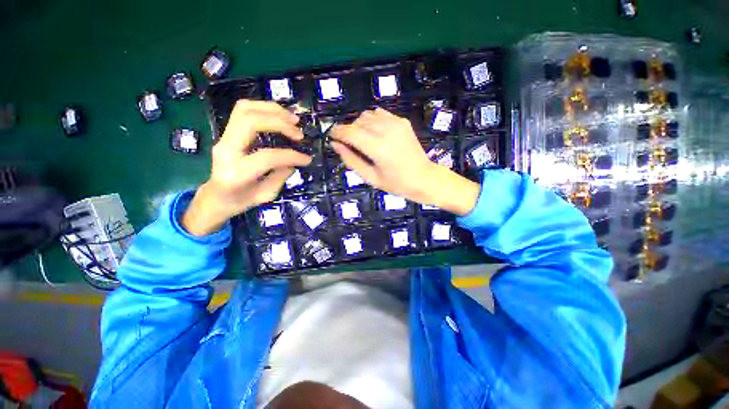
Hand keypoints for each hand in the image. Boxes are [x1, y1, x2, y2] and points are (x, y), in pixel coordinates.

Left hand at [182, 100, 311, 235]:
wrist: (215, 197)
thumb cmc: (241, 200)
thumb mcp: (266, 194)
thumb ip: (281, 175)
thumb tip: (294, 160)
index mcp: (237, 172)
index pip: (268, 156)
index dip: (292, 155)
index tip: (307, 159)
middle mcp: (226, 149)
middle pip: (250, 121)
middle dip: (280, 123)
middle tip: (299, 133)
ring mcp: (224, 137)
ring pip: (245, 109)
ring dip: (272, 110)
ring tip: (292, 119)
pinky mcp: (227, 132)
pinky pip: (243, 110)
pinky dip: (264, 108)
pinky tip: (279, 116)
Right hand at [331, 108, 479, 215]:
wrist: (424, 178)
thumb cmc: (396, 183)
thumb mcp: (370, 177)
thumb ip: (351, 160)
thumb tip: (335, 144)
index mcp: (377, 148)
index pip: (349, 132)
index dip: (337, 132)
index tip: (332, 136)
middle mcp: (386, 130)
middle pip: (357, 122)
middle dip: (349, 131)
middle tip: (350, 145)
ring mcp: (396, 123)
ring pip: (367, 115)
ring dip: (360, 125)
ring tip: (364, 140)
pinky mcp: (402, 121)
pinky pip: (380, 114)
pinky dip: (373, 121)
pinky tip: (376, 134)